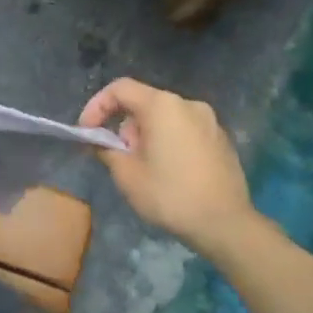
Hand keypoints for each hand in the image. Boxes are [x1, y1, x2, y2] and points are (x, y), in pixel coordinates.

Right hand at [78, 78, 253, 253]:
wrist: (225, 223)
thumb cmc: (170, 195)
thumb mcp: (127, 175)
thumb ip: (107, 149)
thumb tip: (102, 142)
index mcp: (163, 106)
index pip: (120, 89)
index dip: (97, 106)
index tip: (87, 131)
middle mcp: (188, 104)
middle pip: (144, 103)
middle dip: (124, 126)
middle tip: (118, 156)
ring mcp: (210, 121)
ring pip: (165, 118)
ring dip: (146, 135)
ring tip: (143, 168)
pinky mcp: (221, 139)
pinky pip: (184, 130)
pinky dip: (169, 142)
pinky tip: (169, 172)